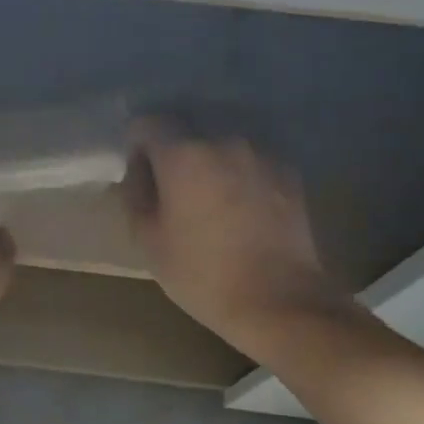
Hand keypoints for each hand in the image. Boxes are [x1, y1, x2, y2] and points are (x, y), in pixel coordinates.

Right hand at [123, 119, 341, 357]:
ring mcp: (261, 154)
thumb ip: (135, 195)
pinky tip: (241, 211)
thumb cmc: (202, 274)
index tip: (141, 177)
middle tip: (173, 193)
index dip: (137, 148)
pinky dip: (239, 176)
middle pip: (187, 131)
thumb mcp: (149, 241)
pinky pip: (250, 162)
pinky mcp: (288, 173)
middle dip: (175, 155)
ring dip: (210, 164)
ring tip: (211, 203)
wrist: (278, 299)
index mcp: (183, 155)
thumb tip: (139, 172)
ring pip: (221, 146)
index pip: (147, 124)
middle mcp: (224, 141)